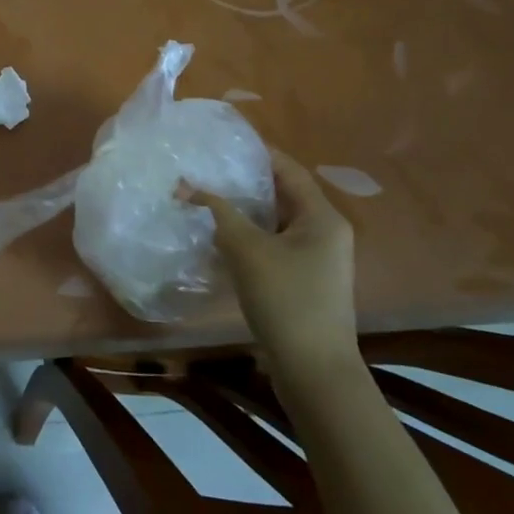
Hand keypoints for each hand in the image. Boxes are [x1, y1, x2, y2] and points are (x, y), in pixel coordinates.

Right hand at [193, 151, 357, 372]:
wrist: (314, 371)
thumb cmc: (286, 299)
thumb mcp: (247, 249)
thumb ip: (219, 212)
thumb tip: (187, 186)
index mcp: (322, 217)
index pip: (289, 170)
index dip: (258, 153)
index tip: (224, 142)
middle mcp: (326, 232)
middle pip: (284, 194)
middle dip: (247, 182)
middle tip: (210, 169)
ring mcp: (319, 259)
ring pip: (277, 222)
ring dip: (246, 211)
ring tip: (209, 199)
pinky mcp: (307, 280)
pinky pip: (276, 245)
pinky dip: (252, 236)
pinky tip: (222, 238)